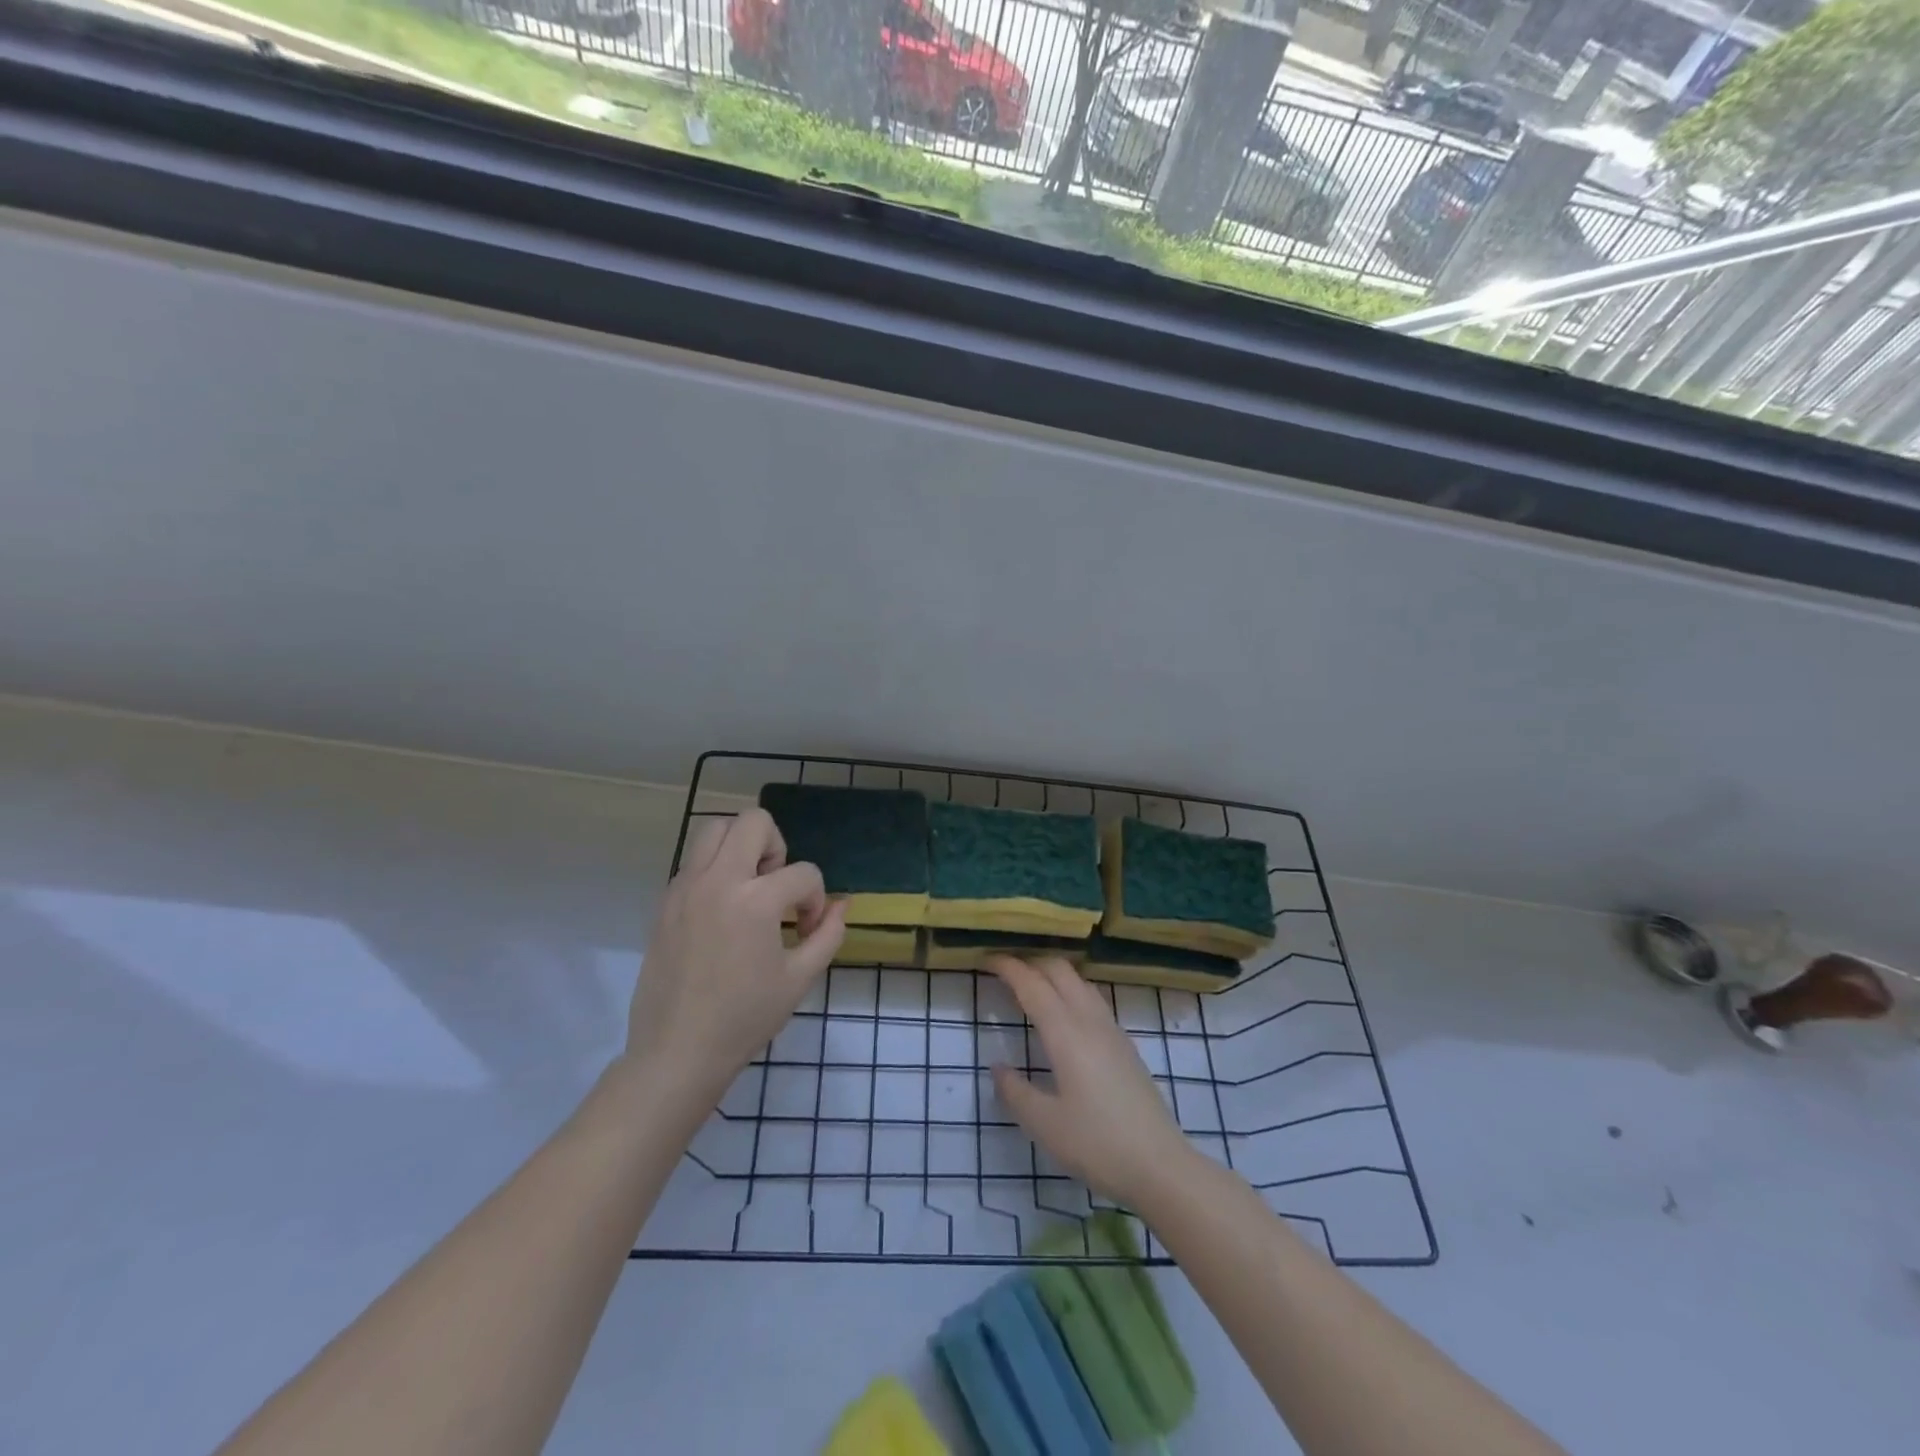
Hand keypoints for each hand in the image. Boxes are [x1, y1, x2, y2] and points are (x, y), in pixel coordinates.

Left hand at [624, 809, 844, 1104]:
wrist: (677, 1052)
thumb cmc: (745, 1019)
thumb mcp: (800, 978)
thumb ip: (828, 934)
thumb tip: (840, 904)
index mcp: (755, 901)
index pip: (803, 873)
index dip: (816, 899)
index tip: (806, 931)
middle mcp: (717, 881)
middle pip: (754, 822)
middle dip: (777, 847)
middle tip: (776, 887)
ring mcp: (685, 887)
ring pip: (715, 828)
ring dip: (741, 846)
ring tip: (749, 888)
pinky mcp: (665, 901)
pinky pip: (694, 861)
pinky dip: (715, 868)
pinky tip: (723, 910)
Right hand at [986, 955, 1196, 1210]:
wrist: (1161, 1165)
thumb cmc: (1097, 1144)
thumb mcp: (1044, 1125)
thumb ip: (1016, 1092)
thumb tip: (998, 1067)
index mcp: (1066, 1033)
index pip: (1032, 985)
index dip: (1008, 967)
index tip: (986, 959)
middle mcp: (1090, 1021)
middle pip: (1060, 971)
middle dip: (1031, 962)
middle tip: (1005, 972)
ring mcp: (1112, 1031)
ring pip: (1079, 981)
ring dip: (1053, 974)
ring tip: (1031, 988)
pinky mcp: (1125, 1045)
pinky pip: (1092, 999)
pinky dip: (1070, 990)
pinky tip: (1063, 1015)